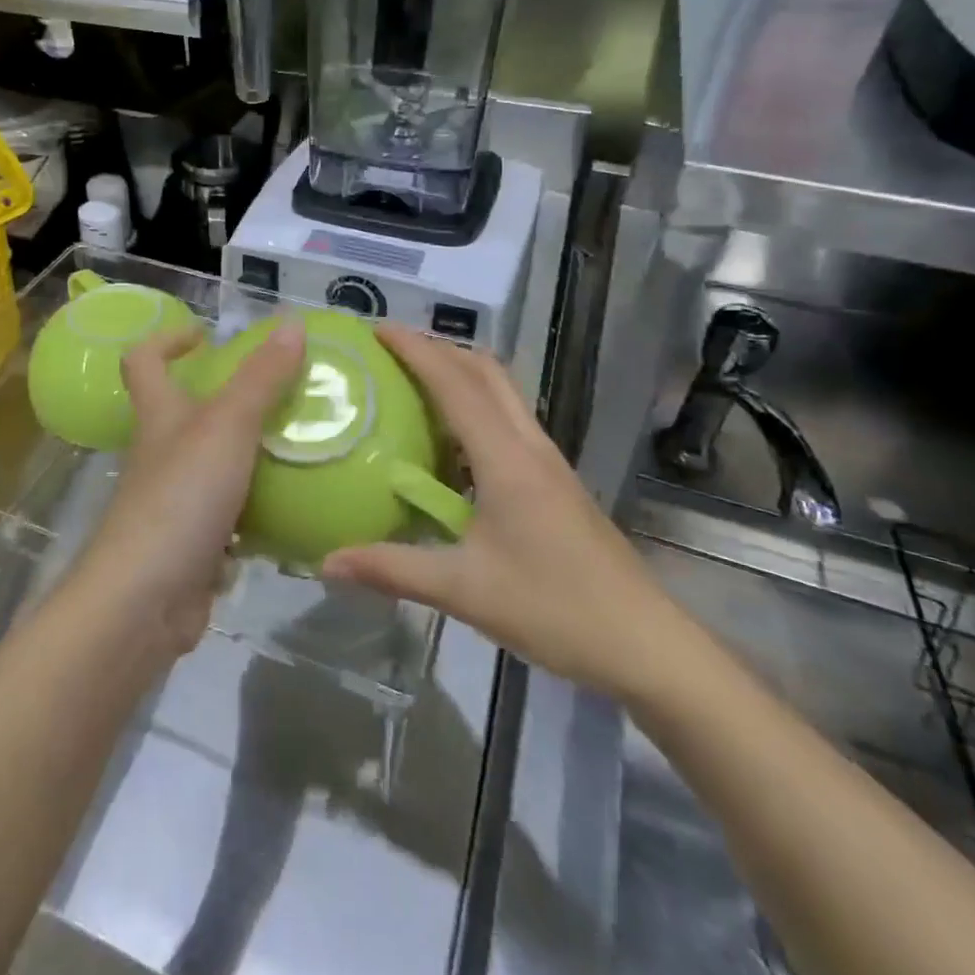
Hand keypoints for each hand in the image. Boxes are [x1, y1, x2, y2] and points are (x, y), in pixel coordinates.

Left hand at [68, 319, 306, 657]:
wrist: (146, 601)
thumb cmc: (181, 498)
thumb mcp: (227, 426)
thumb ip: (261, 377)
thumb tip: (293, 322)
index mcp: (159, 416)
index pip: (144, 361)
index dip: (168, 339)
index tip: (207, 335)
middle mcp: (161, 454)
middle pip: (184, 414)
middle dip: (226, 399)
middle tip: (281, 393)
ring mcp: (175, 502)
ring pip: (213, 466)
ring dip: (249, 455)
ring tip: (301, 445)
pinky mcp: (193, 545)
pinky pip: (231, 517)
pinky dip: (258, 510)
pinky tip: (296, 507)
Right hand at [321, 326, 698, 699]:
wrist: (647, 645)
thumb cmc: (556, 609)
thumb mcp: (465, 591)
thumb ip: (393, 570)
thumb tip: (327, 561)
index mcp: (507, 459)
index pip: (456, 385)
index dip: (417, 350)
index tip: (378, 329)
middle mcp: (530, 447)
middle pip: (487, 373)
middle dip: (440, 349)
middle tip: (392, 352)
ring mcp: (548, 464)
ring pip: (502, 395)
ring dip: (460, 375)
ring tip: (413, 385)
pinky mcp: (555, 484)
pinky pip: (509, 424)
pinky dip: (475, 409)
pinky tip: (450, 445)